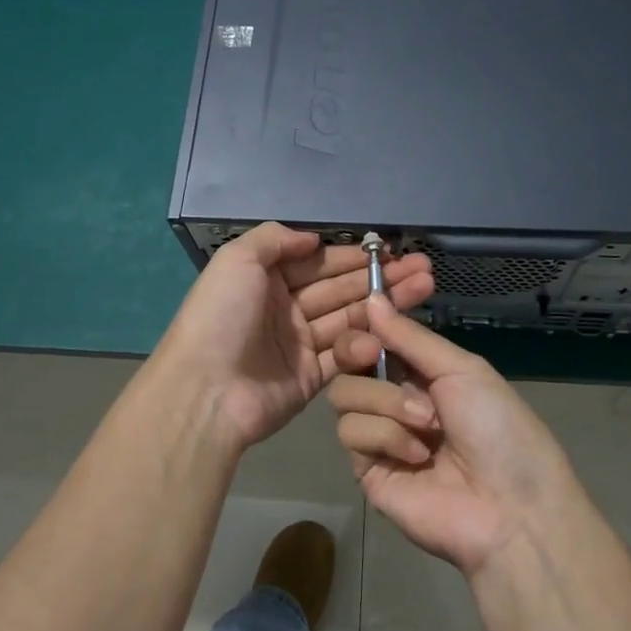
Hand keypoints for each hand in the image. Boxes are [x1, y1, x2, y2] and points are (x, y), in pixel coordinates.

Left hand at [153, 224, 434, 450]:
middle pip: (339, 288)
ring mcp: (298, 343)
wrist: (206, 391)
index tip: (390, 249)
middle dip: (379, 276)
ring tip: (424, 287)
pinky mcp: (310, 377)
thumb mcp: (237, 261)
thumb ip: (275, 239)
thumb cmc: (221, 317)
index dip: (354, 256)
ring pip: (348, 317)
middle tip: (422, 267)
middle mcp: (284, 308)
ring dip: (384, 303)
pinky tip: (397, 326)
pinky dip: (368, 340)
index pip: (317, 261)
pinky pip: (344, 353)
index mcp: (265, 279)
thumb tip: (313, 239)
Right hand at [328, 296, 577, 575]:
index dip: (365, 324)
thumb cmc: (499, 429)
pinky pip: (350, 433)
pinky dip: (384, 436)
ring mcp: (378, 436)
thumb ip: (410, 337)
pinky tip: (417, 456)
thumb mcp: (462, 370)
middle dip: (356, 351)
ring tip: (426, 425)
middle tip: (371, 354)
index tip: (364, 314)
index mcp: (421, 373)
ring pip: (344, 394)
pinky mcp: (366, 470)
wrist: (511, 510)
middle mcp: (394, 399)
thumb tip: (370, 298)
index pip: (375, 338)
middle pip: (347, 361)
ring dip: (386, 402)